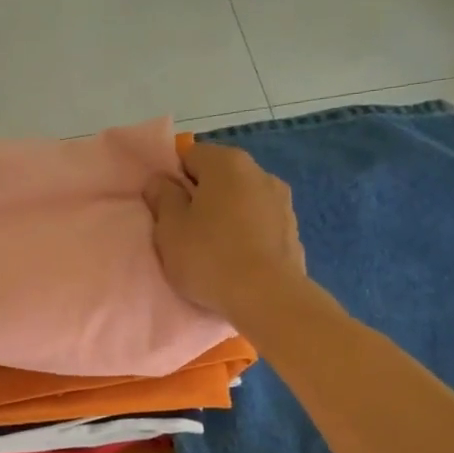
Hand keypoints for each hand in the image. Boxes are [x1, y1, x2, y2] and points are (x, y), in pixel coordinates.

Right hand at [146, 143, 305, 324]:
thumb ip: (162, 197)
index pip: (190, 156)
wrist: (267, 297)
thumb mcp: (169, 228)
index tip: (166, 209)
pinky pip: (259, 224)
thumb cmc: (209, 257)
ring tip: (214, 250)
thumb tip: (160, 181)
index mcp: (226, 162)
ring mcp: (281, 200)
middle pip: (219, 177)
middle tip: (185, 231)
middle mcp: (259, 172)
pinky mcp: (293, 229)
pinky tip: (238, 260)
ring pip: (241, 200)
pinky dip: (246, 234)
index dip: (173, 180)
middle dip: (201, 197)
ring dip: (226, 216)